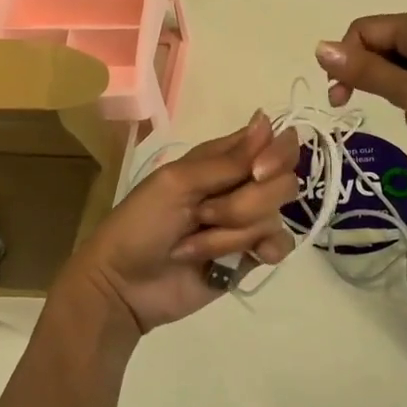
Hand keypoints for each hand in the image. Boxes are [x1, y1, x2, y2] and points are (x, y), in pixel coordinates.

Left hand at [61, 113, 299, 333]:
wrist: (123, 286)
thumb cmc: (141, 223)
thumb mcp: (177, 183)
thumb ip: (228, 160)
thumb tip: (266, 120)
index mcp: (221, 160)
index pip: (272, 142)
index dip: (277, 154)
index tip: (257, 172)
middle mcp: (241, 185)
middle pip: (282, 182)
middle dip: (244, 204)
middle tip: (203, 215)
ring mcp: (247, 222)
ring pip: (275, 216)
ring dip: (231, 235)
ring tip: (194, 246)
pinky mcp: (250, 256)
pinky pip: (280, 245)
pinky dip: (262, 252)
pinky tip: (243, 260)